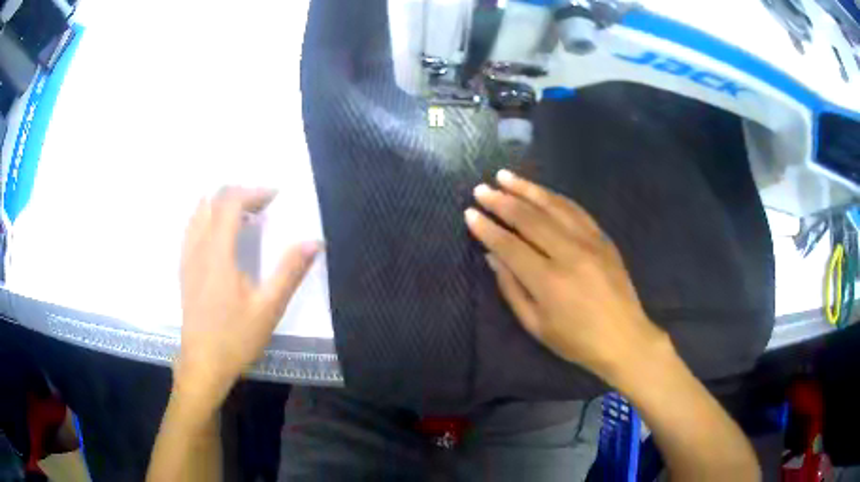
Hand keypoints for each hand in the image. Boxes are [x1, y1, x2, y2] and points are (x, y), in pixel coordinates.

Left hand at [176, 187, 320, 410]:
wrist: (203, 363)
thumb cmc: (235, 338)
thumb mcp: (268, 308)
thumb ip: (290, 272)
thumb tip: (314, 243)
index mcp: (218, 253)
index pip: (230, 203)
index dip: (253, 193)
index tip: (275, 197)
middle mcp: (198, 247)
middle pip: (213, 200)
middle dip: (238, 194)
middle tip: (262, 205)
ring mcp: (187, 257)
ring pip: (199, 212)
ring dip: (222, 204)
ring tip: (244, 216)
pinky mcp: (184, 268)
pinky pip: (192, 228)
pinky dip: (208, 218)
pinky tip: (222, 235)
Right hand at [466, 170, 666, 380]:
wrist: (624, 338)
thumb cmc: (576, 340)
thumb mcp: (536, 324)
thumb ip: (511, 288)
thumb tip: (492, 256)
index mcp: (549, 281)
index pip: (510, 246)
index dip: (487, 229)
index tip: (469, 213)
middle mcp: (569, 253)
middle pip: (530, 219)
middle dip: (502, 201)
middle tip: (481, 189)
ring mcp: (590, 241)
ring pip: (553, 206)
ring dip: (526, 189)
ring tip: (504, 176)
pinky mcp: (603, 238)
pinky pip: (575, 210)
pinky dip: (554, 197)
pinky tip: (540, 191)